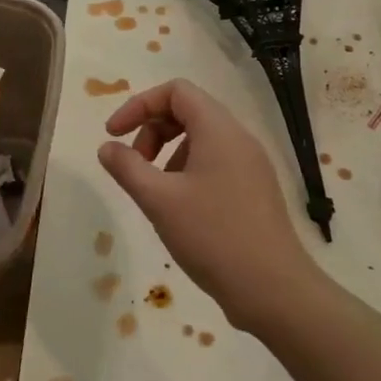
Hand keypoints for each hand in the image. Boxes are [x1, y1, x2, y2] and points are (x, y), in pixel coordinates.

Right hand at [97, 79, 322, 334]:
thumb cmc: (212, 235)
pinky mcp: (254, 191)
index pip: (176, 91)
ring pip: (201, 139)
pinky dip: (187, 171)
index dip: (139, 105)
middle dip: (151, 130)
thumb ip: (127, 167)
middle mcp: (239, 139)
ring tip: (154, 190)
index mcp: (218, 130)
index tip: (114, 135)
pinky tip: (178, 208)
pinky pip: (215, 163)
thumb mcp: (158, 200)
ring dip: (167, 152)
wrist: (273, 289)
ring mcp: (251, 166)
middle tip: (134, 165)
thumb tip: (107, 147)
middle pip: (188, 111)